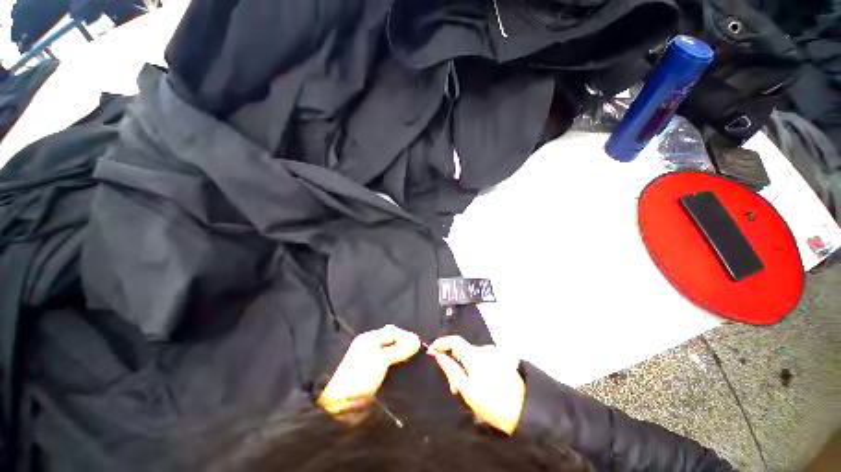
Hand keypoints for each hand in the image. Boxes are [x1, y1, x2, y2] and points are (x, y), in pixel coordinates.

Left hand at [318, 325, 420, 414]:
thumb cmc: (360, 376)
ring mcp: (370, 359)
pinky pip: (388, 363)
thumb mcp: (381, 360)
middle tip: (416, 353)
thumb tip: (417, 341)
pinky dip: (396, 364)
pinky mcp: (371, 373)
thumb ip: (399, 349)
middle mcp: (369, 346)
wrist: (340, 405)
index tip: (419, 345)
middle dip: (404, 344)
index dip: (405, 336)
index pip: (392, 331)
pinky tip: (403, 370)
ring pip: (390, 352)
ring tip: (413, 361)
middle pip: (391, 340)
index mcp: (369, 338)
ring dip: (401, 355)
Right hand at [428, 336, 524, 434]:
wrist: (523, 412)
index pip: (454, 340)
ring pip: (471, 357)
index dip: (441, 342)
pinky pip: (481, 360)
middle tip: (453, 387)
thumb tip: (438, 355)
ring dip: (464, 369)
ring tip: (465, 390)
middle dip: (453, 364)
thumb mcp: (466, 389)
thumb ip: (450, 369)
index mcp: (474, 355)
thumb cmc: (491, 403)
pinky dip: (474, 369)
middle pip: (462, 350)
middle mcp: (484, 350)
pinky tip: (477, 385)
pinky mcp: (501, 361)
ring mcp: (494, 355)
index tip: (432, 350)